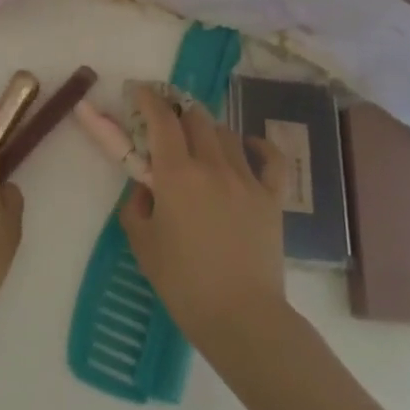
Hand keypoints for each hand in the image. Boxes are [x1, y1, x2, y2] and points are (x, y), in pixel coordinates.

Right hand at [120, 86, 289, 366]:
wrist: (241, 318)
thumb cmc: (184, 284)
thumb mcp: (143, 244)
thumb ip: (136, 206)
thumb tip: (146, 188)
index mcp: (176, 174)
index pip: (162, 119)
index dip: (149, 99)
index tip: (140, 91)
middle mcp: (212, 165)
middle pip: (196, 118)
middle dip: (179, 112)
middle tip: (168, 122)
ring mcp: (247, 179)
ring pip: (227, 133)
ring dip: (209, 130)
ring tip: (201, 142)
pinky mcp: (272, 197)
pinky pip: (271, 158)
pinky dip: (259, 146)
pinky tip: (250, 147)